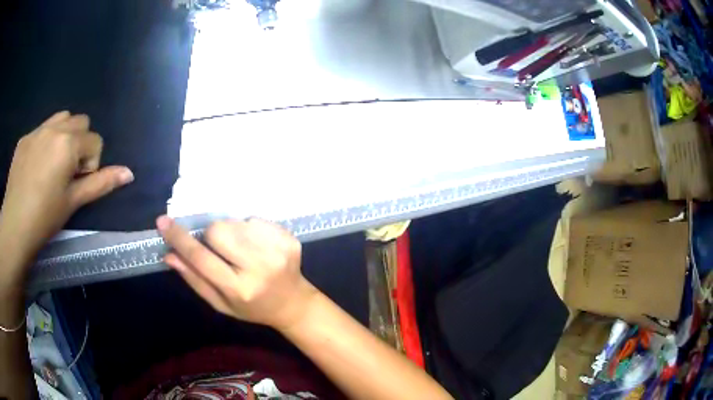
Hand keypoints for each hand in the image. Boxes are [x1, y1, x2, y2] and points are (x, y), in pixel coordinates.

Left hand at [0, 111, 133, 267]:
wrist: (14, 227)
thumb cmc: (45, 217)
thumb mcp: (73, 202)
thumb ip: (100, 183)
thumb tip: (129, 173)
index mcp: (68, 143)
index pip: (95, 140)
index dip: (91, 163)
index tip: (77, 184)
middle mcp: (54, 128)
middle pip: (80, 122)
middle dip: (79, 144)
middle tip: (67, 173)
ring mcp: (37, 130)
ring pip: (61, 118)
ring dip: (64, 136)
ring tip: (53, 165)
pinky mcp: (24, 138)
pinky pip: (42, 129)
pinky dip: (45, 141)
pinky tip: (36, 167)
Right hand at [157, 216, 317, 330]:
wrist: (292, 303)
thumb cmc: (251, 307)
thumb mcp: (220, 303)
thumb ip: (194, 279)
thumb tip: (169, 255)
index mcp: (239, 289)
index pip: (201, 258)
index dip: (179, 238)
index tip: (162, 222)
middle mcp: (260, 268)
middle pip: (219, 230)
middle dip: (211, 235)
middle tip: (219, 248)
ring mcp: (278, 251)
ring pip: (236, 221)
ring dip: (232, 232)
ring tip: (242, 250)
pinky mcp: (289, 238)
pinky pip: (255, 219)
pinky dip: (249, 229)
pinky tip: (257, 246)